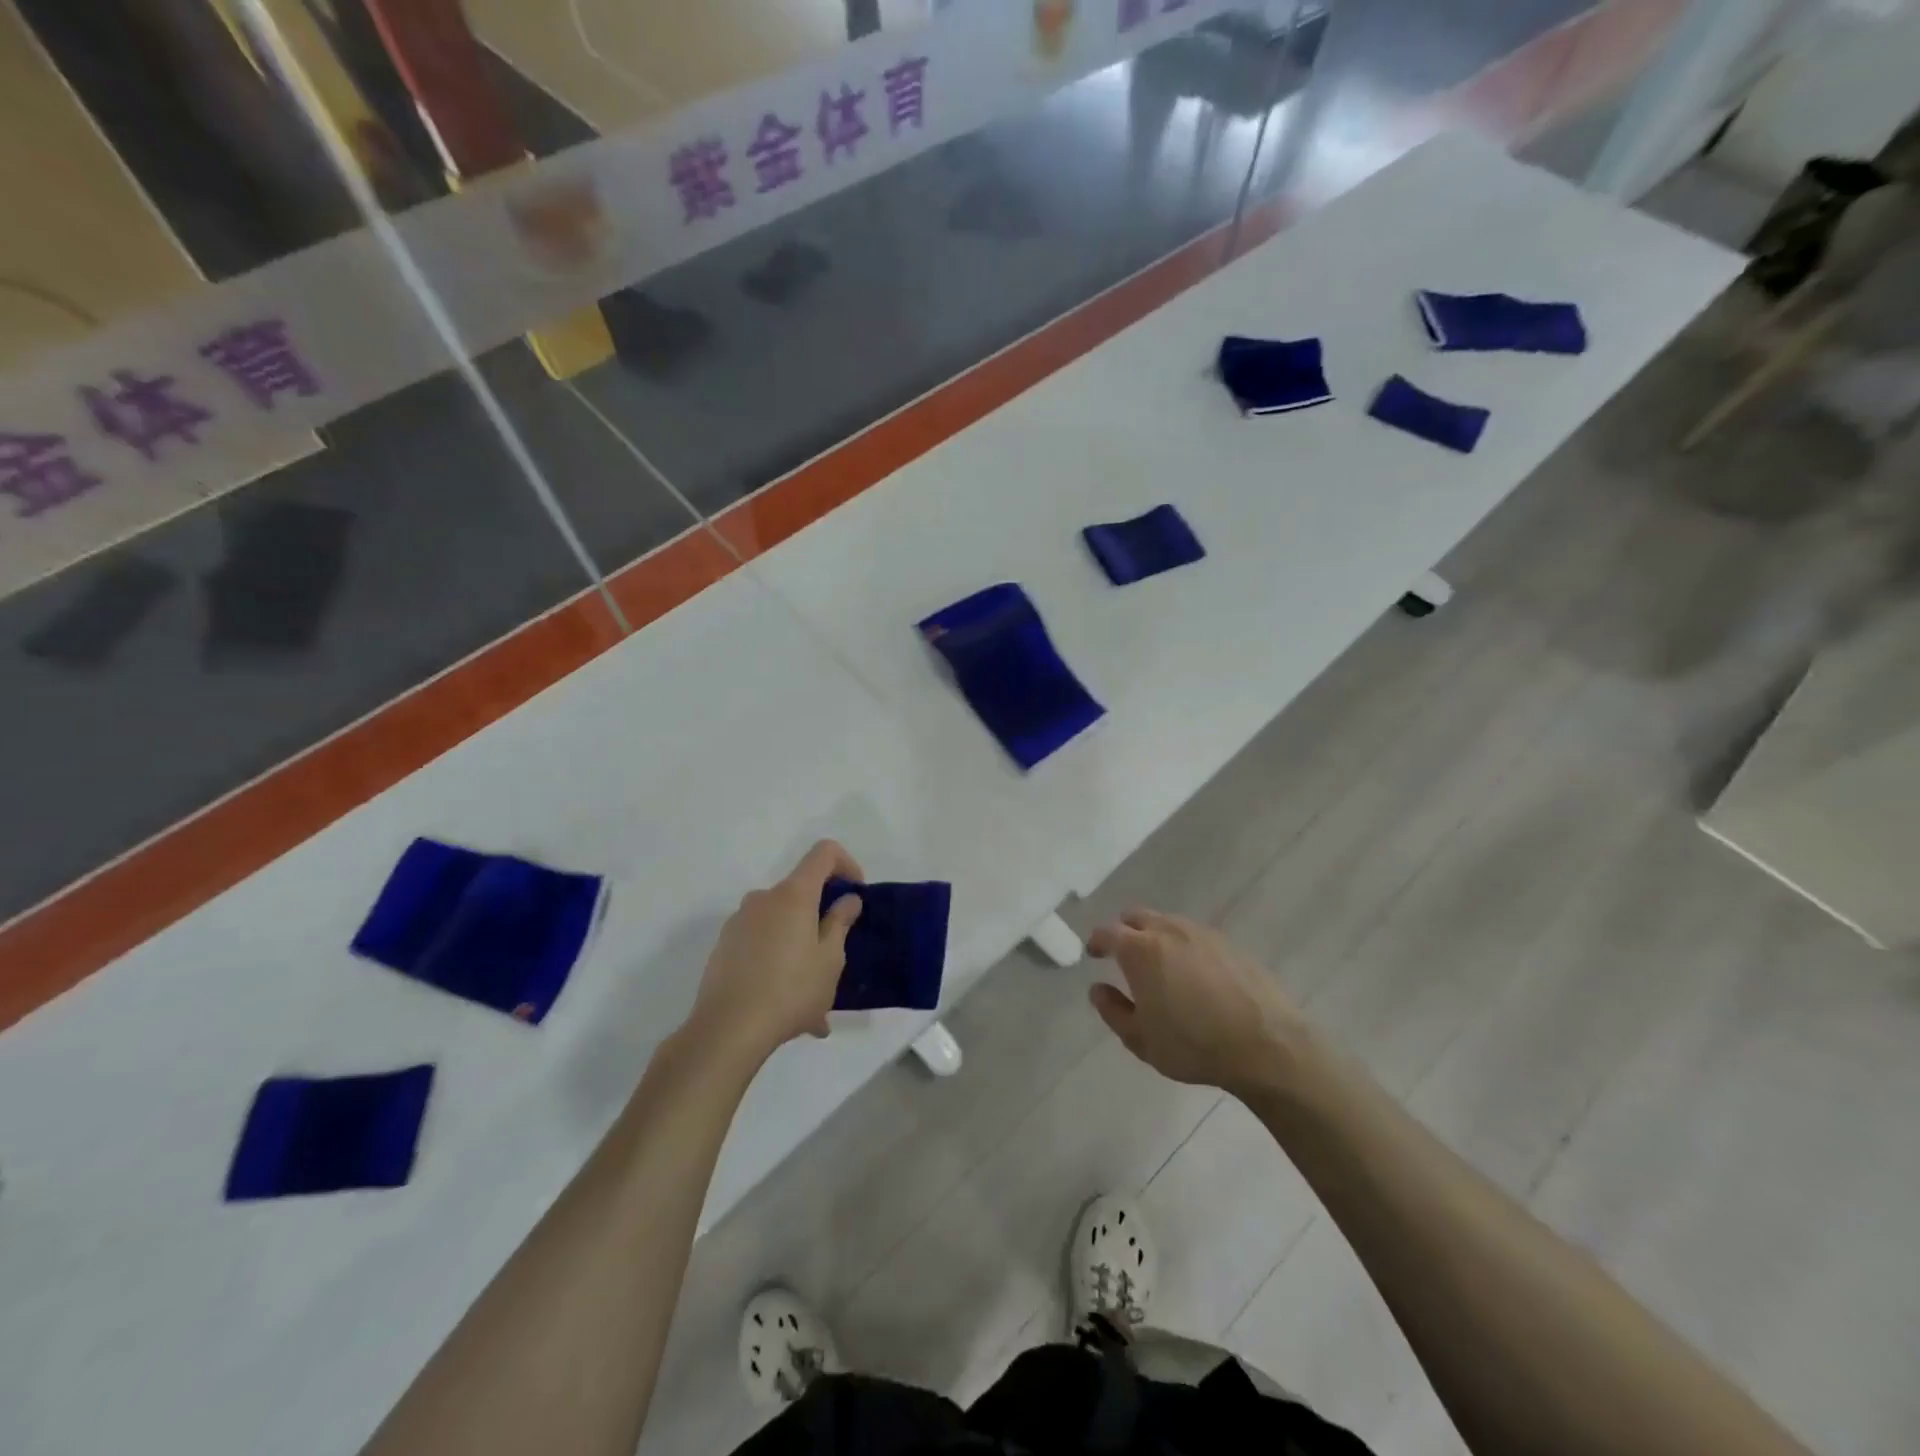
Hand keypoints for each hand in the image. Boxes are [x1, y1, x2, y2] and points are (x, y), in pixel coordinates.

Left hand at [686, 841, 864, 1068]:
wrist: (727, 1030)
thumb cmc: (790, 990)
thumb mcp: (830, 959)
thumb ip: (840, 922)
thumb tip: (847, 898)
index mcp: (793, 895)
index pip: (823, 853)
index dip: (846, 864)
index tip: (856, 894)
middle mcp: (763, 898)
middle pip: (801, 892)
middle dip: (822, 918)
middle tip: (837, 958)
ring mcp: (739, 922)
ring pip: (781, 924)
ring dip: (801, 949)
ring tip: (814, 999)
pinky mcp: (724, 947)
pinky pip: (762, 945)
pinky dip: (779, 963)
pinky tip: (788, 1008)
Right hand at [1086, 909, 1305, 1098]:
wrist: (1266, 1045)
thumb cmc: (1194, 1045)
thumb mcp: (1141, 1039)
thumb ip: (1113, 1011)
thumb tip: (1097, 989)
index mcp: (1140, 950)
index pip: (1108, 932)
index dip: (1097, 941)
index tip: (1094, 953)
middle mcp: (1168, 930)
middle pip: (1137, 917)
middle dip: (1124, 931)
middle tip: (1123, 954)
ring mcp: (1202, 933)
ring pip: (1167, 922)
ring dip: (1155, 935)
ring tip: (1159, 964)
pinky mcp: (1229, 943)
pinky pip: (1195, 935)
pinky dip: (1183, 945)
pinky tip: (1193, 972)